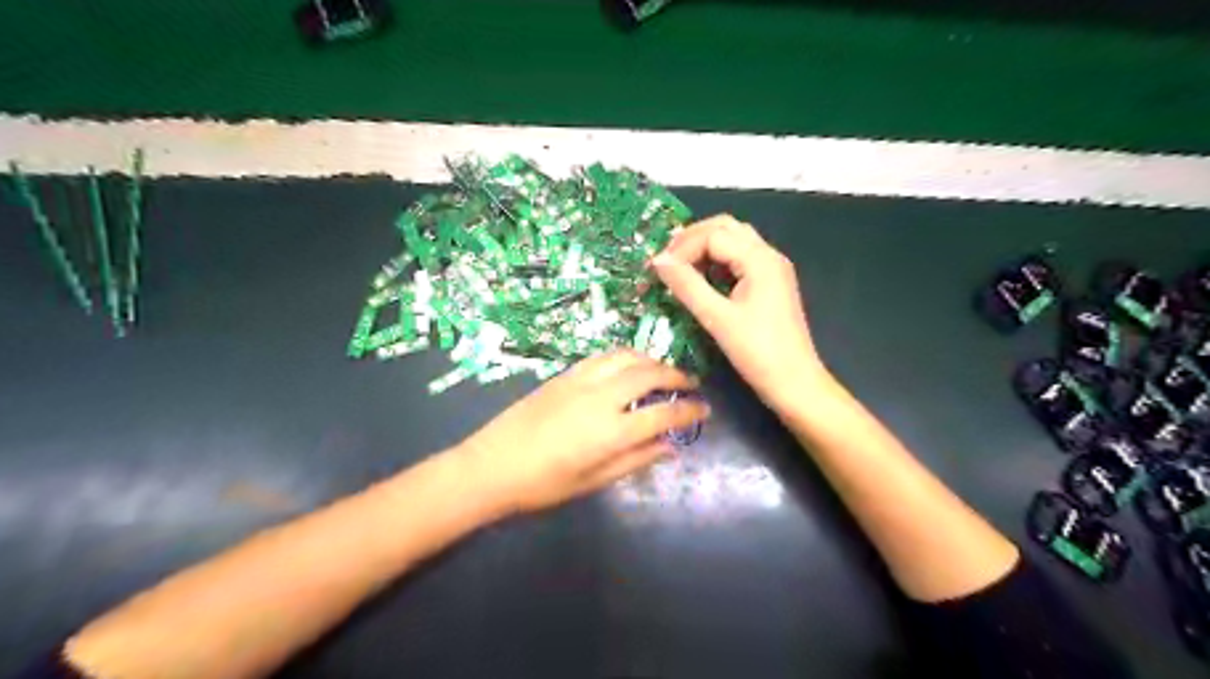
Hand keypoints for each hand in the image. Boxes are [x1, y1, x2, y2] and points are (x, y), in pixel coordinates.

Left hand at [459, 351, 709, 514]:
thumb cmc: (543, 484)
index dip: (690, 410)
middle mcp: (601, 397)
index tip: (705, 410)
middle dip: (676, 376)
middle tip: (690, 385)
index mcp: (611, 431)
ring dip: (651, 361)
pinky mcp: (564, 374)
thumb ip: (636, 460)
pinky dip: (625, 357)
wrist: (491, 465)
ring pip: (627, 357)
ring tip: (663, 372)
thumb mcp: (594, 480)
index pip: (664, 414)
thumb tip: (670, 447)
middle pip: (649, 374)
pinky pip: (603, 356)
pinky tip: (628, 367)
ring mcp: (581, 380)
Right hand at [654, 214, 833, 410]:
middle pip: (726, 227)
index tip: (658, 269)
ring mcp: (772, 269)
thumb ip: (687, 286)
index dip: (682, 248)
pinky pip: (740, 259)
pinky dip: (716, 261)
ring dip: (704, 247)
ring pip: (734, 240)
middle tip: (666, 259)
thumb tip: (658, 261)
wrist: (795, 382)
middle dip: (692, 238)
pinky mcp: (770, 284)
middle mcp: (768, 255)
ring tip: (678, 265)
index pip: (713, 235)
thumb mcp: (717, 318)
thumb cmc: (757, 352)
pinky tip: (700, 278)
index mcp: (760, 259)